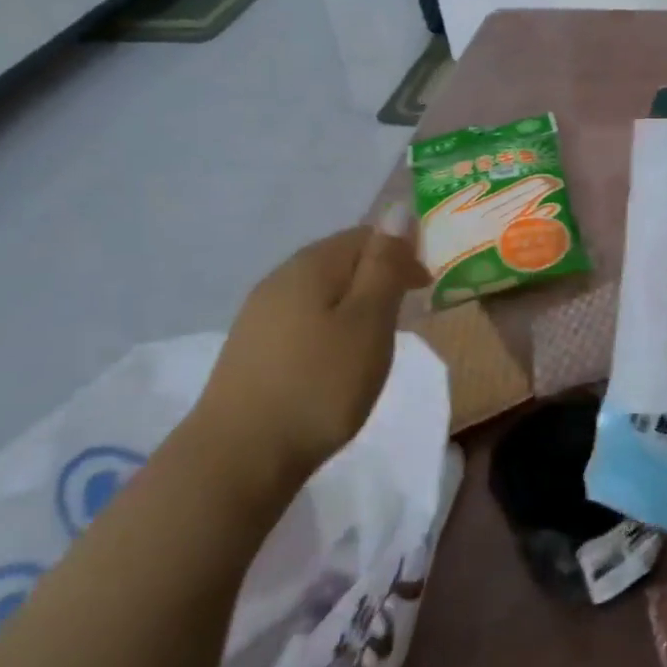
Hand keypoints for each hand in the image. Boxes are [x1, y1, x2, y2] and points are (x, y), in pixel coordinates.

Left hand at [190, 212, 429, 501]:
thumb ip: (385, 265)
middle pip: (340, 259)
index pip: (366, 235)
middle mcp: (281, 277)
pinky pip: (303, 317)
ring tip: (376, 337)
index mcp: (312, 264)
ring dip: (355, 302)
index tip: (427, 288)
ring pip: (321, 290)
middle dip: (379, 276)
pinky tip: (334, 357)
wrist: (239, 457)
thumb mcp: (368, 321)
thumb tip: (398, 209)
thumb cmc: (319, 385)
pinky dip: (330, 325)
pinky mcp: (251, 347)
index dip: (402, 252)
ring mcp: (260, 313)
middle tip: (407, 313)